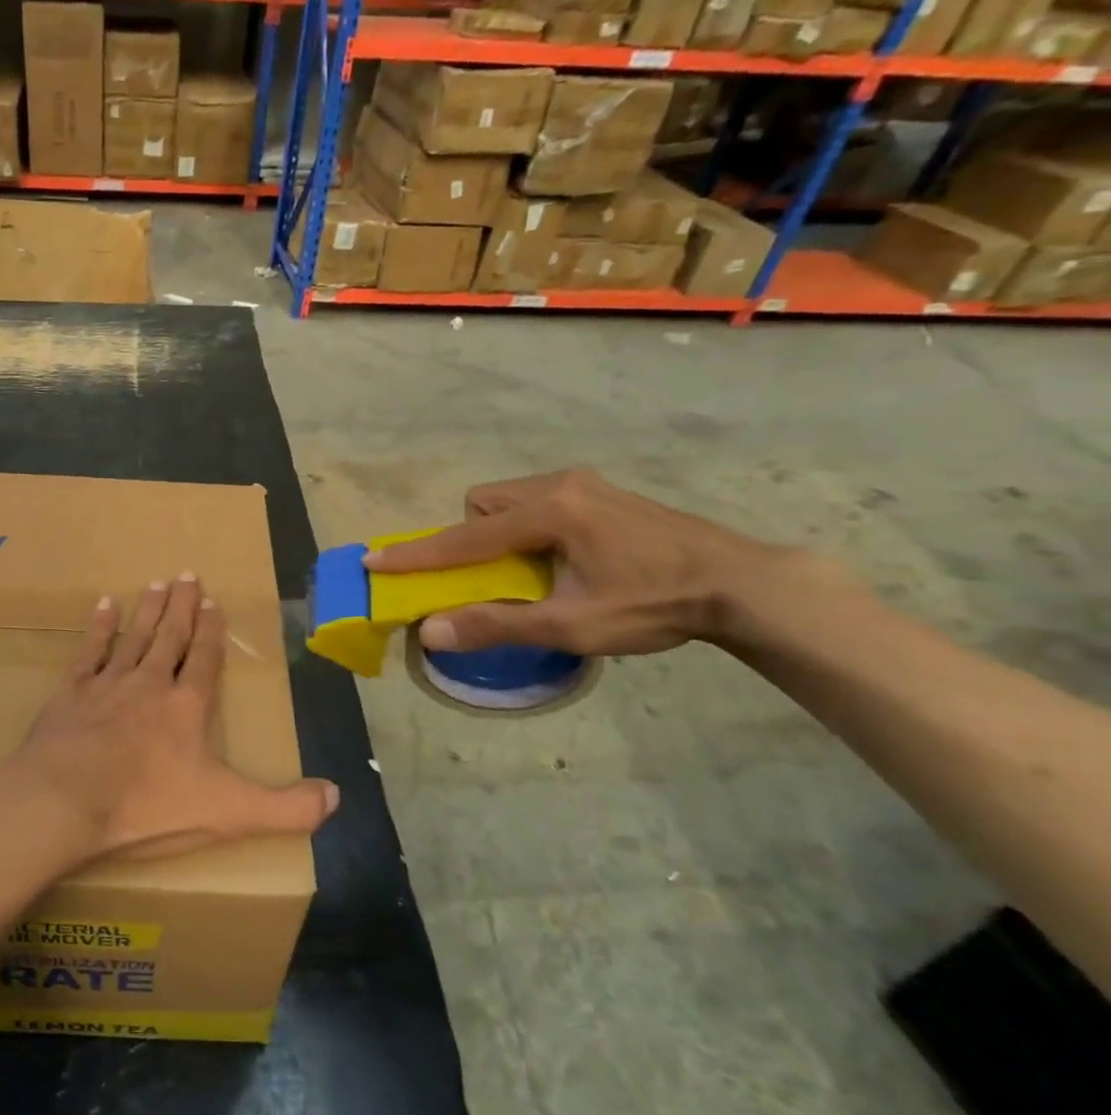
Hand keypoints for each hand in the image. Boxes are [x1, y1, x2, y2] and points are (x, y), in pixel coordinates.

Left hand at [2, 575, 338, 866]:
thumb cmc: (147, 807)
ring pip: (134, 635)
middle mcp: (150, 682)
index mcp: (187, 706)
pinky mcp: (71, 692)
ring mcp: (108, 683)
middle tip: (187, 574)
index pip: (204, 658)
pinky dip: (99, 627)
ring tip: (156, 583)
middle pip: (170, 636)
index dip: (211, 631)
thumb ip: (285, 807)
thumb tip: (336, 797)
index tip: (213, 602)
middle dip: (181, 606)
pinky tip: (104, 606)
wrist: (64, 802)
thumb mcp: (228, 813)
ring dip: (147, 610)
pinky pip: (90, 650)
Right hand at [363, 468, 805, 657]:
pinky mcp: (601, 491)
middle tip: (493, 577)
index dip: (416, 556)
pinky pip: (538, 501)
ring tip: (529, 571)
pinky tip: (561, 559)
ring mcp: (584, 483)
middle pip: (483, 504)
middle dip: (471, 539)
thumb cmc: (654, 604)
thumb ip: (498, 625)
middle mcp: (559, 485)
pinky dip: (527, 528)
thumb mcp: (572, 625)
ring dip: (499, 533)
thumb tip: (432, 631)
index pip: (464, 538)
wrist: (741, 584)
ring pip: (509, 500)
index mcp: (549, 512)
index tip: (373, 562)